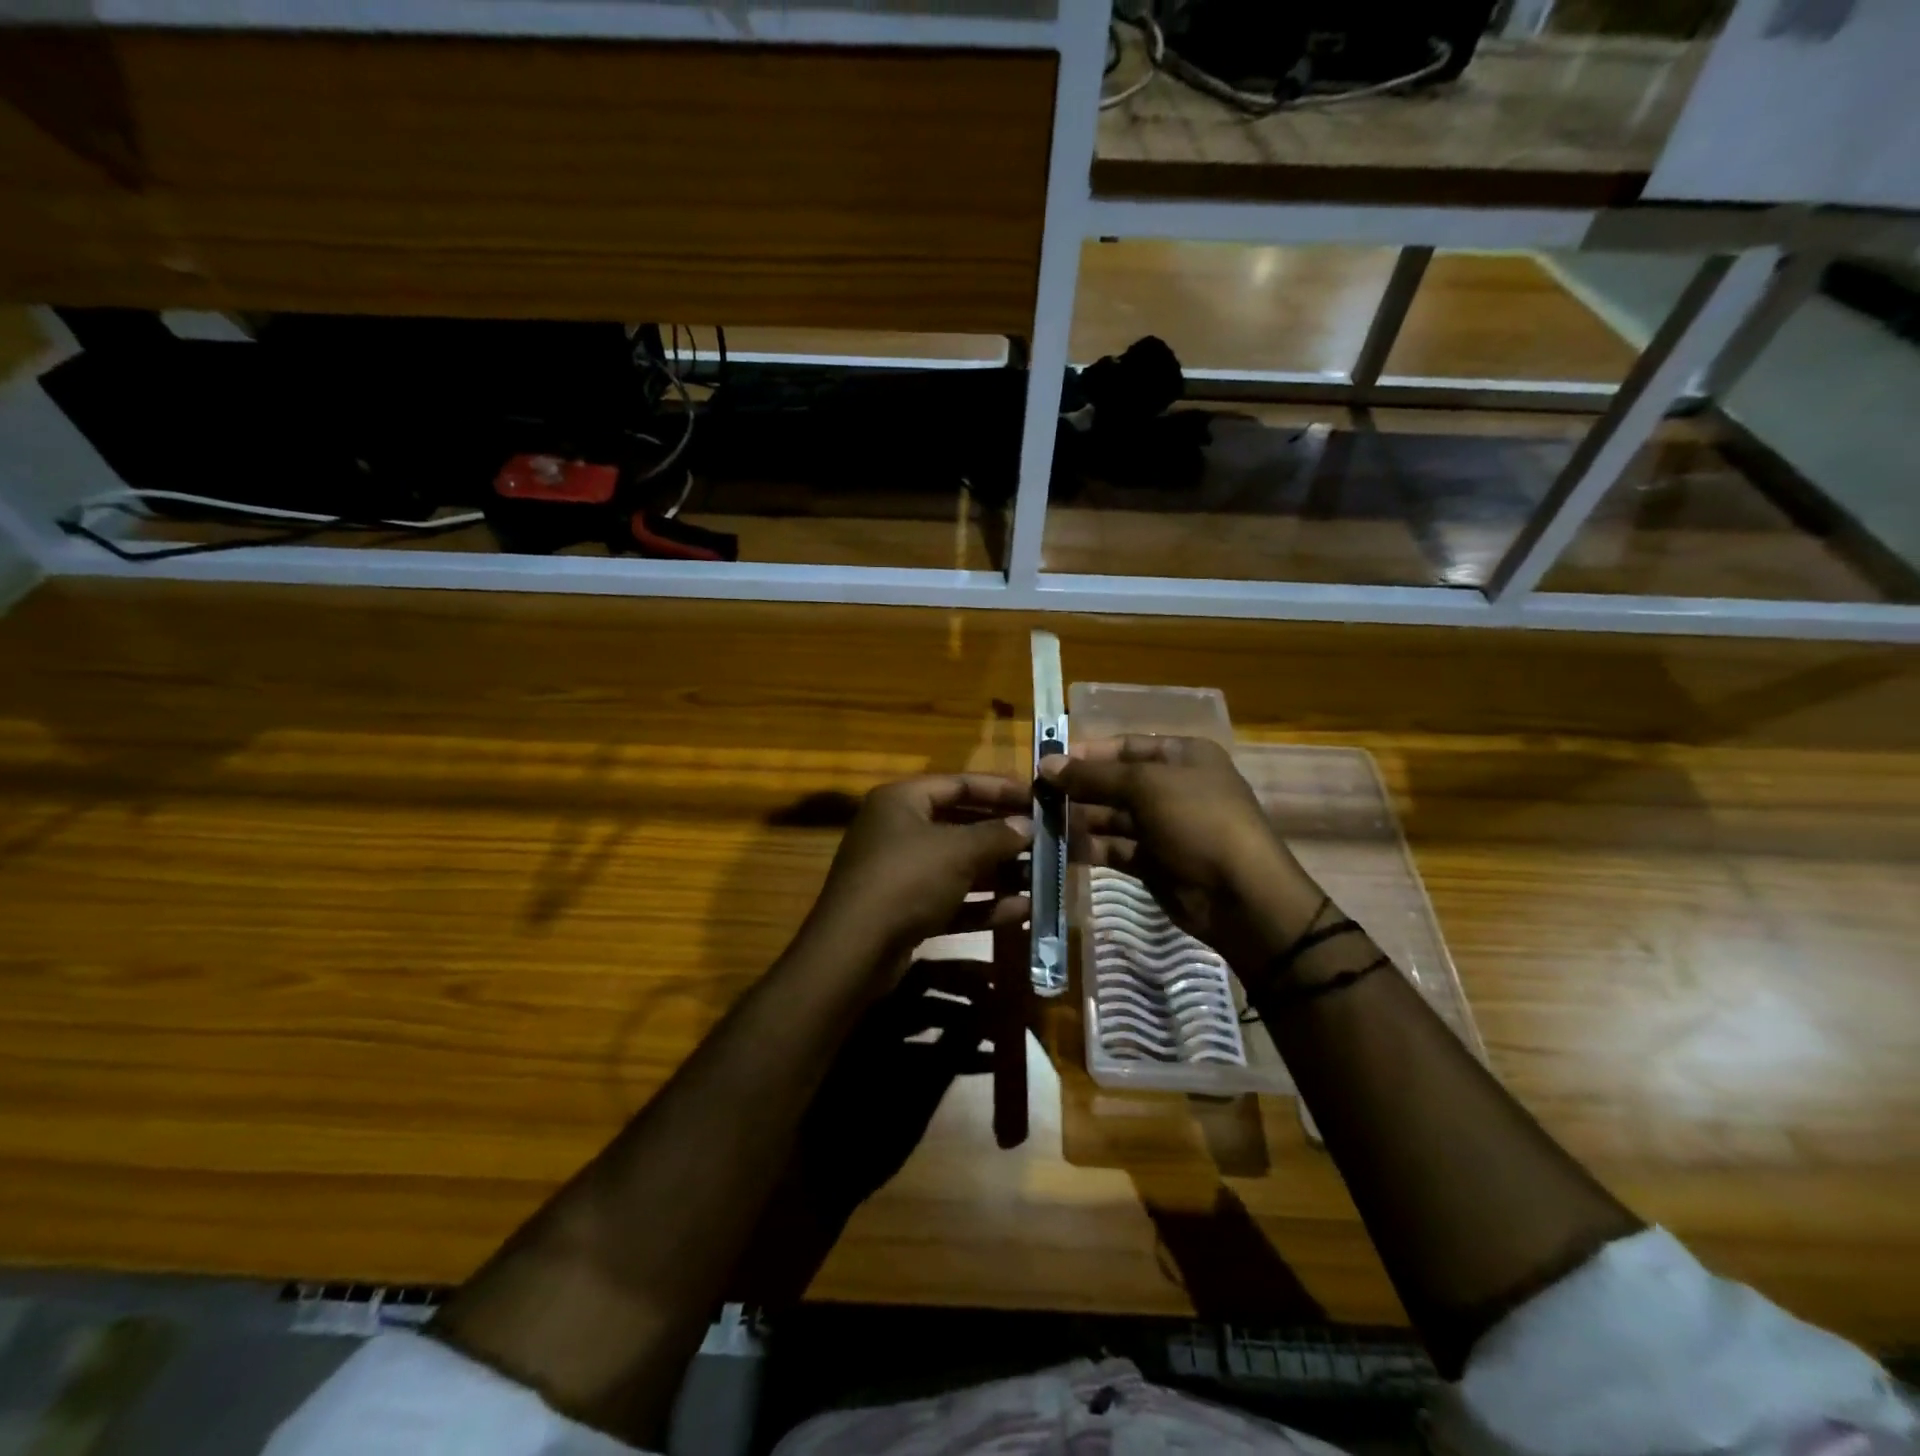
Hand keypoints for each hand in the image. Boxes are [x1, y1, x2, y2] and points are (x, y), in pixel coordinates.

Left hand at [804, 774, 1032, 975]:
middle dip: (1004, 834)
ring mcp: (901, 872)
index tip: (1039, 797)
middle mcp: (899, 830)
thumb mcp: (957, 851)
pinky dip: (984, 904)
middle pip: (961, 824)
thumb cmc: (907, 880)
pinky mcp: (907, 910)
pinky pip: (953, 899)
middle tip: (1046, 839)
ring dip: (1000, 872)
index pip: (959, 783)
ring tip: (1043, 876)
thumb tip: (1027, 825)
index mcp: (902, 801)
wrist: (855, 951)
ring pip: (959, 865)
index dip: (1001, 789)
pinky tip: (1022, 910)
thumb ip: (997, 835)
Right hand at [1041, 736, 1325, 973]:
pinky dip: (1090, 848)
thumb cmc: (1198, 822)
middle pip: (1115, 782)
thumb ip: (1094, 775)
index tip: (1046, 764)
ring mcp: (1164, 827)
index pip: (1125, 746)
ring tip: (1039, 824)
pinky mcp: (1154, 862)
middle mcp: (1172, 787)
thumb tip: (1046, 764)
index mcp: (1182, 756)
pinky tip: (1059, 850)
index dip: (1086, 753)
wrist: (1240, 896)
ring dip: (1078, 819)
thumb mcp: (1146, 786)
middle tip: (1034, 798)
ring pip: (1111, 817)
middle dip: (1076, 789)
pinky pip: (1115, 848)